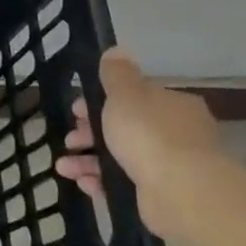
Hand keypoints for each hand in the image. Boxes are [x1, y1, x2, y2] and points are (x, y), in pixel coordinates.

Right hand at [56, 48, 220, 237]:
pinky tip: (82, 183)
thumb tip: (116, 50)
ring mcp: (171, 166)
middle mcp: (177, 133)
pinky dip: (102, 182)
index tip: (76, 111)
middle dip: (90, 134)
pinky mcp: (162, 194)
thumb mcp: (126, 94)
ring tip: (64, 167)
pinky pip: (125, 184)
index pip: (134, 98)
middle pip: (125, 128)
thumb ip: (117, 74)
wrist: (181, 190)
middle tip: (70, 139)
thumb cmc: (149, 134)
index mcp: (172, 105)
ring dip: (89, 160)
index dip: (101, 102)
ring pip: (121, 158)